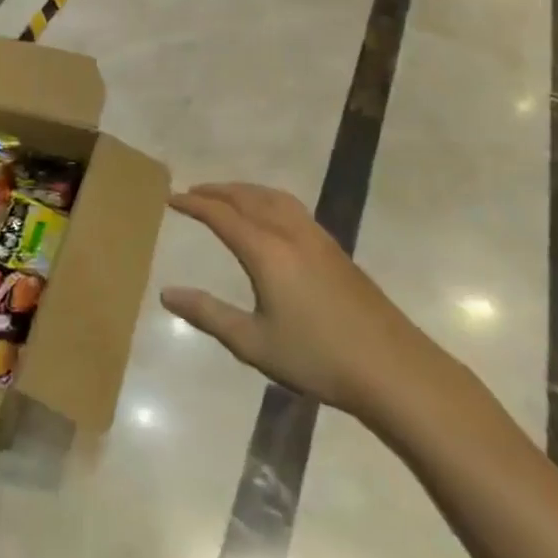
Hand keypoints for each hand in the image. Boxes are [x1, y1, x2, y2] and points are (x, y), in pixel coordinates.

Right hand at [162, 182, 445, 419]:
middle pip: (248, 197)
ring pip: (274, 197)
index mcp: (267, 251)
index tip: (170, 198)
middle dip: (218, 191)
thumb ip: (208, 314)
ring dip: (245, 191)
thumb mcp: (253, 342)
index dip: (194, 205)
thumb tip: (166, 293)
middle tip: (193, 192)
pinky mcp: (335, 248)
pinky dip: (269, 199)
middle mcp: (290, 232)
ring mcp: (317, 237)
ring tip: (227, 196)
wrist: (391, 367)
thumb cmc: (316, 357)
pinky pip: (292, 207)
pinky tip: (271, 216)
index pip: (222, 215)